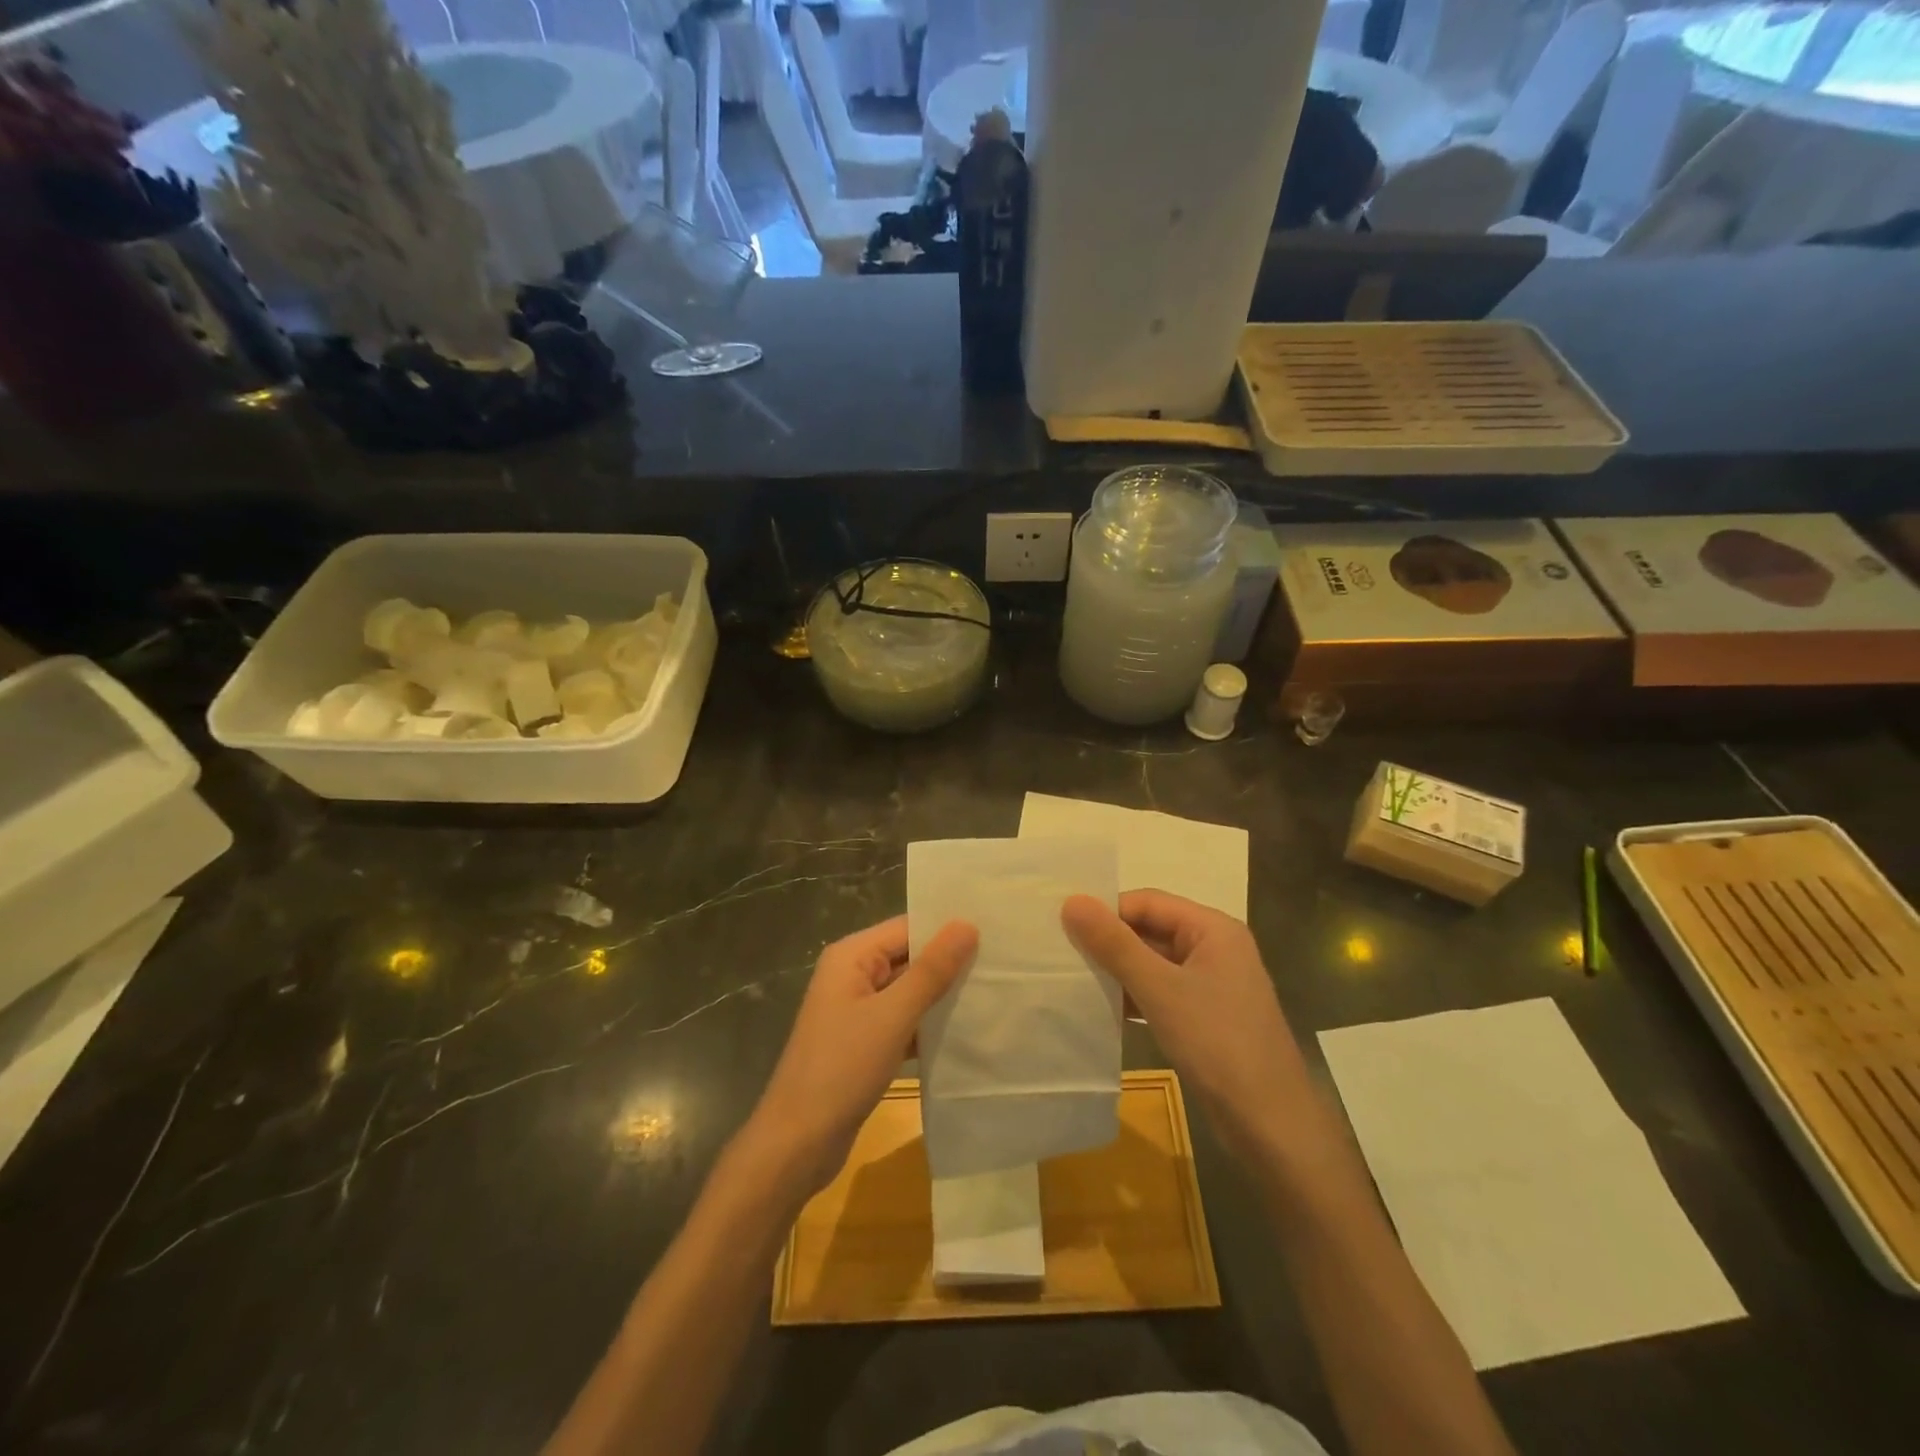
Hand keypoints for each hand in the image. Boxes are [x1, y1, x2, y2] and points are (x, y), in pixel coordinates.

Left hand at [737, 916, 977, 1201]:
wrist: (798, 1143)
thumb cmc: (841, 1069)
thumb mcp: (892, 1016)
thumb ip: (931, 970)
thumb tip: (967, 925)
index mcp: (852, 956)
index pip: (908, 927)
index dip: (948, 929)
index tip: (996, 933)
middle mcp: (853, 974)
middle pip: (909, 956)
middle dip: (950, 962)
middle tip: (1003, 963)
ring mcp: (858, 1009)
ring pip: (910, 990)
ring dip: (943, 995)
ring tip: (995, 993)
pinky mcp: (866, 1041)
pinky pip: (904, 1020)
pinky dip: (929, 1024)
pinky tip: (966, 1030)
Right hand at [1063, 890, 1314, 1164]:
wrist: (1271, 1125)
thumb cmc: (1217, 1044)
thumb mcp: (1160, 989)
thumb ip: (1115, 945)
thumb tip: (1072, 901)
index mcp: (1213, 929)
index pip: (1149, 902)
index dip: (1107, 911)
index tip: (1064, 926)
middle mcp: (1215, 948)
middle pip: (1152, 930)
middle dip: (1110, 941)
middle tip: (1061, 951)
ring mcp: (1212, 984)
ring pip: (1154, 963)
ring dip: (1119, 970)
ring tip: (1073, 978)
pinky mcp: (1206, 1016)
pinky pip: (1162, 991)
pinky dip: (1134, 996)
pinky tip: (1102, 1008)